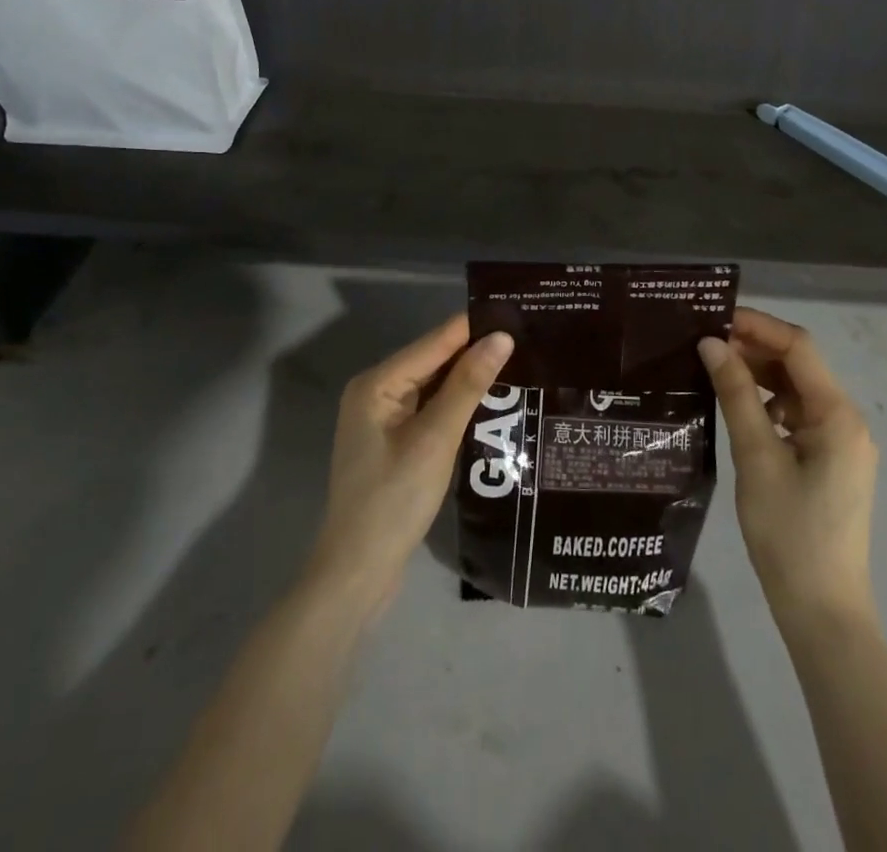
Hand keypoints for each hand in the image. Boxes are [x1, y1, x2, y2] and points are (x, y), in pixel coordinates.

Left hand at [306, 314, 515, 614]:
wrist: (357, 574)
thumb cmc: (393, 501)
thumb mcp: (436, 439)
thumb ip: (468, 385)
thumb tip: (501, 337)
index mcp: (378, 383)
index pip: (435, 341)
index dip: (475, 326)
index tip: (519, 312)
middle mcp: (377, 391)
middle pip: (434, 360)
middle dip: (476, 351)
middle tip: (528, 338)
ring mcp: (384, 419)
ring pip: (435, 385)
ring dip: (470, 378)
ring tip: (521, 362)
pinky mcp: (395, 442)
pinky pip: (431, 409)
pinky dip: (458, 404)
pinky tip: (491, 402)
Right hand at [699, 308, 878, 627]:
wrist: (823, 613)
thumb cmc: (789, 534)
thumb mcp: (756, 458)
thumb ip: (736, 394)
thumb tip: (712, 343)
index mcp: (838, 415)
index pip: (798, 347)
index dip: (757, 326)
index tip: (714, 318)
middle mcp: (847, 421)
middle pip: (799, 367)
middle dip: (755, 349)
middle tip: (705, 344)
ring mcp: (842, 444)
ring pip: (796, 392)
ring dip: (760, 376)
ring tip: (714, 370)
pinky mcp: (830, 464)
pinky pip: (798, 417)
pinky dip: (768, 406)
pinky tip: (737, 410)